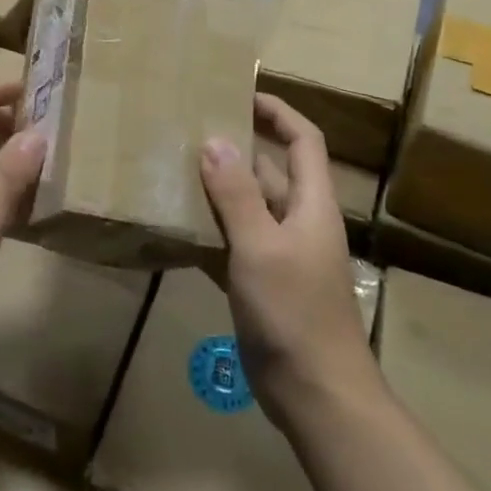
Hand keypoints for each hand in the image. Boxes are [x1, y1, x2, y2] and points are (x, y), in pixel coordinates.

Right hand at [199, 94, 379, 428]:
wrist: (316, 396)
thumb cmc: (294, 312)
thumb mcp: (261, 247)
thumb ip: (236, 194)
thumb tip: (215, 141)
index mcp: (311, 203)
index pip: (303, 140)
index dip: (278, 112)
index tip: (241, 94)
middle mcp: (298, 221)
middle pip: (270, 171)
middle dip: (235, 149)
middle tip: (189, 130)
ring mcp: (279, 254)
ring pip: (247, 208)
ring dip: (217, 191)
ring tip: (173, 169)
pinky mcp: (262, 283)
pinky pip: (233, 243)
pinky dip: (209, 232)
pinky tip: (176, 226)